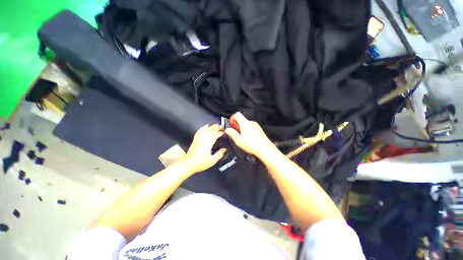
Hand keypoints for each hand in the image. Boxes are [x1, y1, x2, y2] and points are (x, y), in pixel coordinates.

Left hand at [180, 124, 226, 173]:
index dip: (221, 133)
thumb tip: (224, 149)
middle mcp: (203, 138)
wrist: (188, 164)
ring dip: (212, 126)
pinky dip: (203, 127)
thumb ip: (219, 154)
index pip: (216, 134)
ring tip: (217, 124)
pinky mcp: (195, 139)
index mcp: (208, 142)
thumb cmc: (200, 163)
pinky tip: (206, 126)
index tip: (225, 132)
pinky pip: (200, 130)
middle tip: (223, 126)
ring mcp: (199, 137)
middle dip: (218, 128)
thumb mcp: (212, 160)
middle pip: (212, 130)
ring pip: (206, 129)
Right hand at [225, 112, 276, 158]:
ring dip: (242, 128)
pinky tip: (249, 139)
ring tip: (242, 138)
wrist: (265, 148)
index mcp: (245, 123)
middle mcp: (251, 122)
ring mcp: (256, 125)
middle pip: (242, 120)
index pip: (237, 114)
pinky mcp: (259, 129)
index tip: (231, 125)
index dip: (232, 118)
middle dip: (237, 125)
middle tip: (236, 133)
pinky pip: (251, 127)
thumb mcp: (238, 140)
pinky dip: (248, 130)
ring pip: (246, 124)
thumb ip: (232, 133)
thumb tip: (227, 129)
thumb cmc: (251, 145)